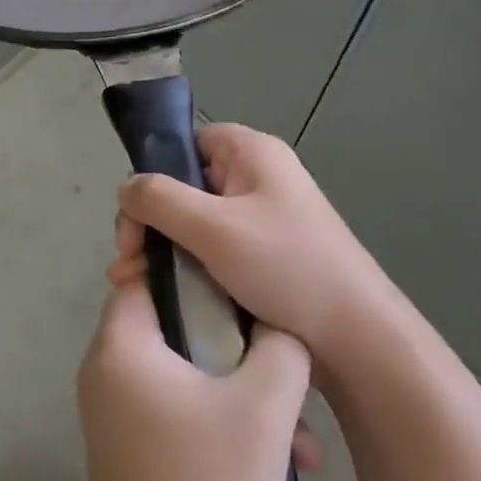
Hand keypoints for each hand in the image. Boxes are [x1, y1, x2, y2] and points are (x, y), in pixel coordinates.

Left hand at [76, 280, 311, 480]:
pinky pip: (181, 408)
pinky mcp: (133, 446)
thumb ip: (280, 347)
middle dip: (241, 347)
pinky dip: (224, 421)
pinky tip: (280, 461)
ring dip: (244, 393)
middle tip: (289, 369)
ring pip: (189, 373)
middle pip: (178, 325)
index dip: (201, 273)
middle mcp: (108, 369)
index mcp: (121, 345)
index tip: (251, 289)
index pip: (150, 274)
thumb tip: (279, 324)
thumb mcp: (263, 409)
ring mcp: (117, 411)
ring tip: (302, 439)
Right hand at [112, 123, 400, 392]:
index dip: (156, 171)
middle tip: (128, 260)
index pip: (188, 141)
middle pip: (184, 186)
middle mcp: (256, 179)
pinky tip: (160, 295)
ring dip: (161, 251)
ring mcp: (261, 221)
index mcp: (252, 154)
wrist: (354, 338)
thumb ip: (159, 199)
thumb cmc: (285, 268)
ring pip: (193, 224)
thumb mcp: (213, 227)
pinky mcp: (262, 258)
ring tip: (134, 284)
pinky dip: (184, 269)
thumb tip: (125, 188)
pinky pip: (211, 252)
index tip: (135, 215)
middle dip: (150, 223)